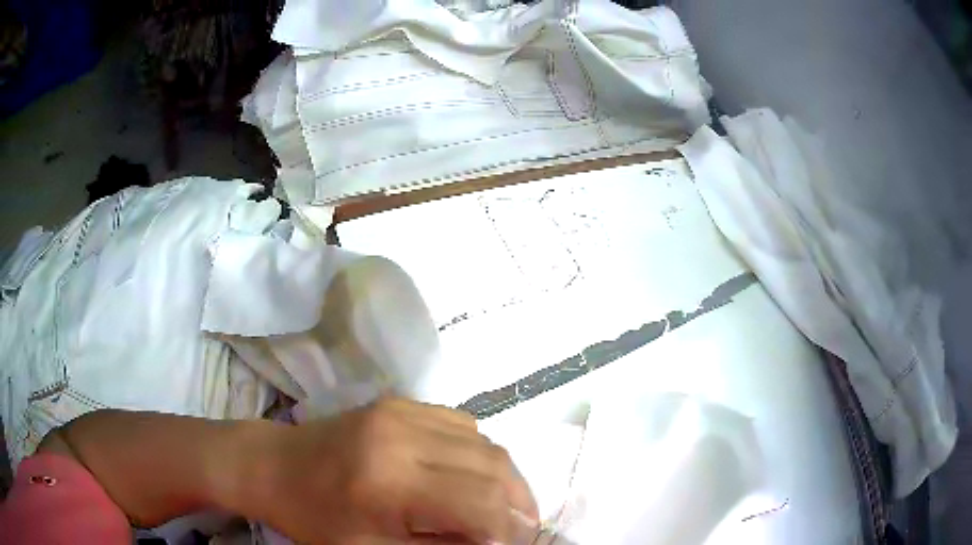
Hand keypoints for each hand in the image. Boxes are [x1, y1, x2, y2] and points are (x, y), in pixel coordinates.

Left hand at [246, 397, 538, 543]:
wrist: (275, 466)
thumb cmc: (317, 520)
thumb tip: (494, 544)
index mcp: (389, 482)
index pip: (480, 502)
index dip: (512, 529)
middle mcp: (403, 436)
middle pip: (493, 467)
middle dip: (520, 502)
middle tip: (522, 529)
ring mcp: (403, 411)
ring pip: (485, 443)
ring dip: (506, 478)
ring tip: (505, 506)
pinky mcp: (401, 402)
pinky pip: (463, 425)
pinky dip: (480, 454)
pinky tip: (471, 476)